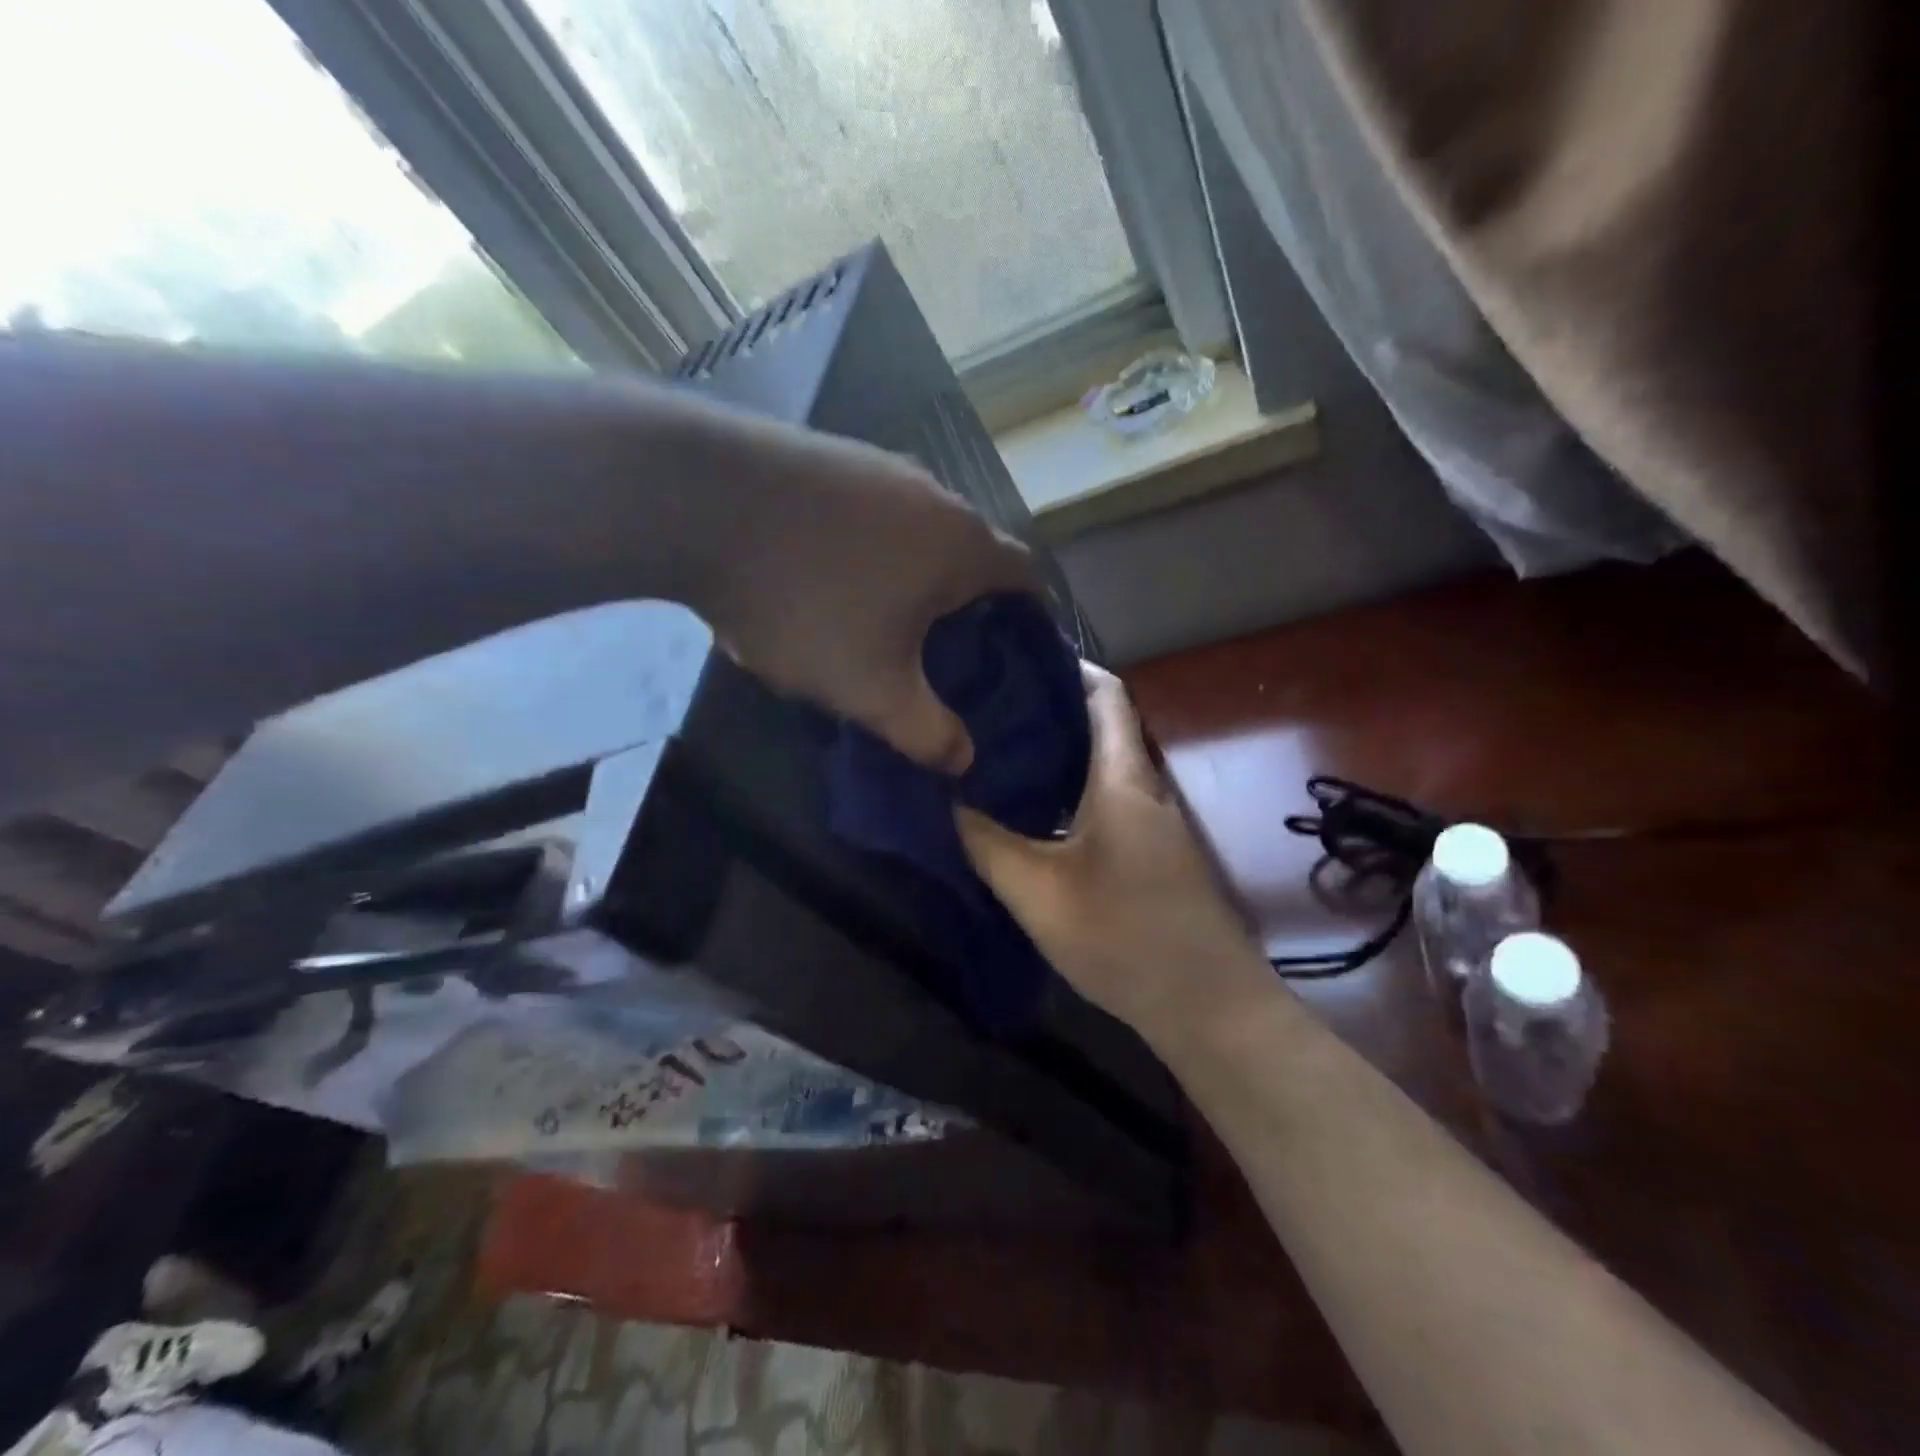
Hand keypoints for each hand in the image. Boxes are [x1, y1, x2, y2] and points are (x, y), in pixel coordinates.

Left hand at [697, 417, 1036, 773]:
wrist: (696, 501)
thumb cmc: (806, 600)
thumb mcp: (869, 688)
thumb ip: (925, 732)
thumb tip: (964, 760)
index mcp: (962, 545)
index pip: (1027, 577)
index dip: (1031, 618)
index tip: (1013, 654)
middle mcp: (934, 494)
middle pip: (973, 552)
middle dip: (968, 601)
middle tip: (945, 651)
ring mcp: (877, 464)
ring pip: (918, 530)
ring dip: (914, 572)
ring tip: (884, 618)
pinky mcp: (827, 455)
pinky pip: (870, 511)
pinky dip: (868, 546)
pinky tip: (827, 575)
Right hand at [954, 664, 1273, 1037]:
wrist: (1208, 1007)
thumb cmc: (1123, 937)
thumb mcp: (1038, 892)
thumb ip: (988, 843)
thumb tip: (952, 802)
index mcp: (1124, 778)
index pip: (1105, 694)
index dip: (1065, 666)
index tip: (1013, 660)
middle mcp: (1147, 788)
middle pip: (1101, 726)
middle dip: (1048, 710)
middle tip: (987, 709)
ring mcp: (1156, 822)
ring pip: (1104, 766)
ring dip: (1059, 754)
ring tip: (999, 753)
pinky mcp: (1155, 853)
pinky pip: (1109, 800)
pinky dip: (1072, 791)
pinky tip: (1034, 812)